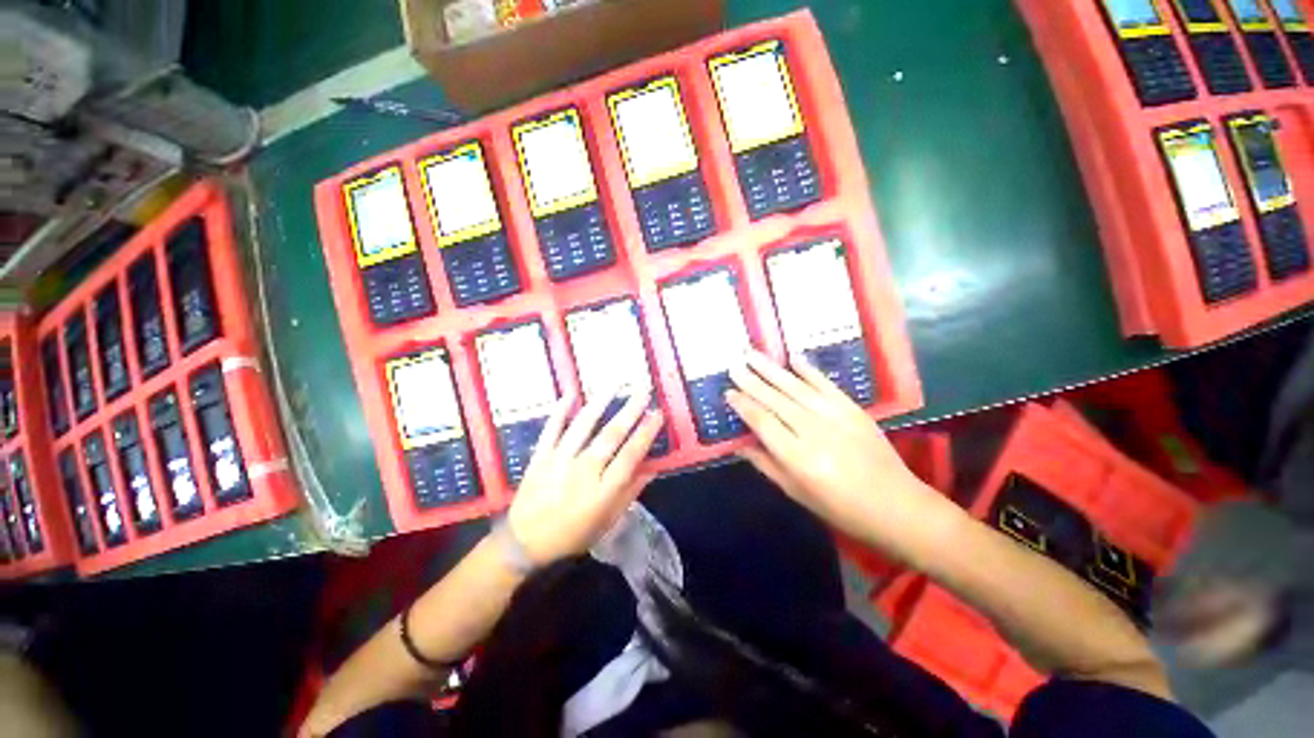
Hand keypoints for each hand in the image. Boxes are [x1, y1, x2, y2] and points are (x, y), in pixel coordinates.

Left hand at [507, 387, 663, 564]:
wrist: (524, 543)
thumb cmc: (573, 534)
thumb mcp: (608, 521)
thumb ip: (630, 492)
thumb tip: (652, 468)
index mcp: (603, 490)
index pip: (630, 455)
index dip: (646, 433)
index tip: (658, 413)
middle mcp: (583, 471)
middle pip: (611, 435)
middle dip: (631, 410)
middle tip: (644, 389)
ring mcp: (559, 461)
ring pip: (584, 425)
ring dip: (602, 401)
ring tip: (616, 382)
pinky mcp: (540, 456)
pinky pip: (551, 429)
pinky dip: (561, 411)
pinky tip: (571, 393)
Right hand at [726, 350, 960, 559]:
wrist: (897, 505)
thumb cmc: (841, 508)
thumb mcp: (797, 493)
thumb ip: (766, 465)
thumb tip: (739, 445)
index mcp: (798, 457)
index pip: (763, 422)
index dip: (743, 406)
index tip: (728, 392)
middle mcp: (814, 431)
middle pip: (775, 400)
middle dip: (751, 381)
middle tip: (733, 365)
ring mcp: (836, 416)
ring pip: (796, 387)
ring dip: (772, 369)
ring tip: (751, 354)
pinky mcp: (853, 409)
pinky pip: (826, 384)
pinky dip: (809, 370)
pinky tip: (793, 358)